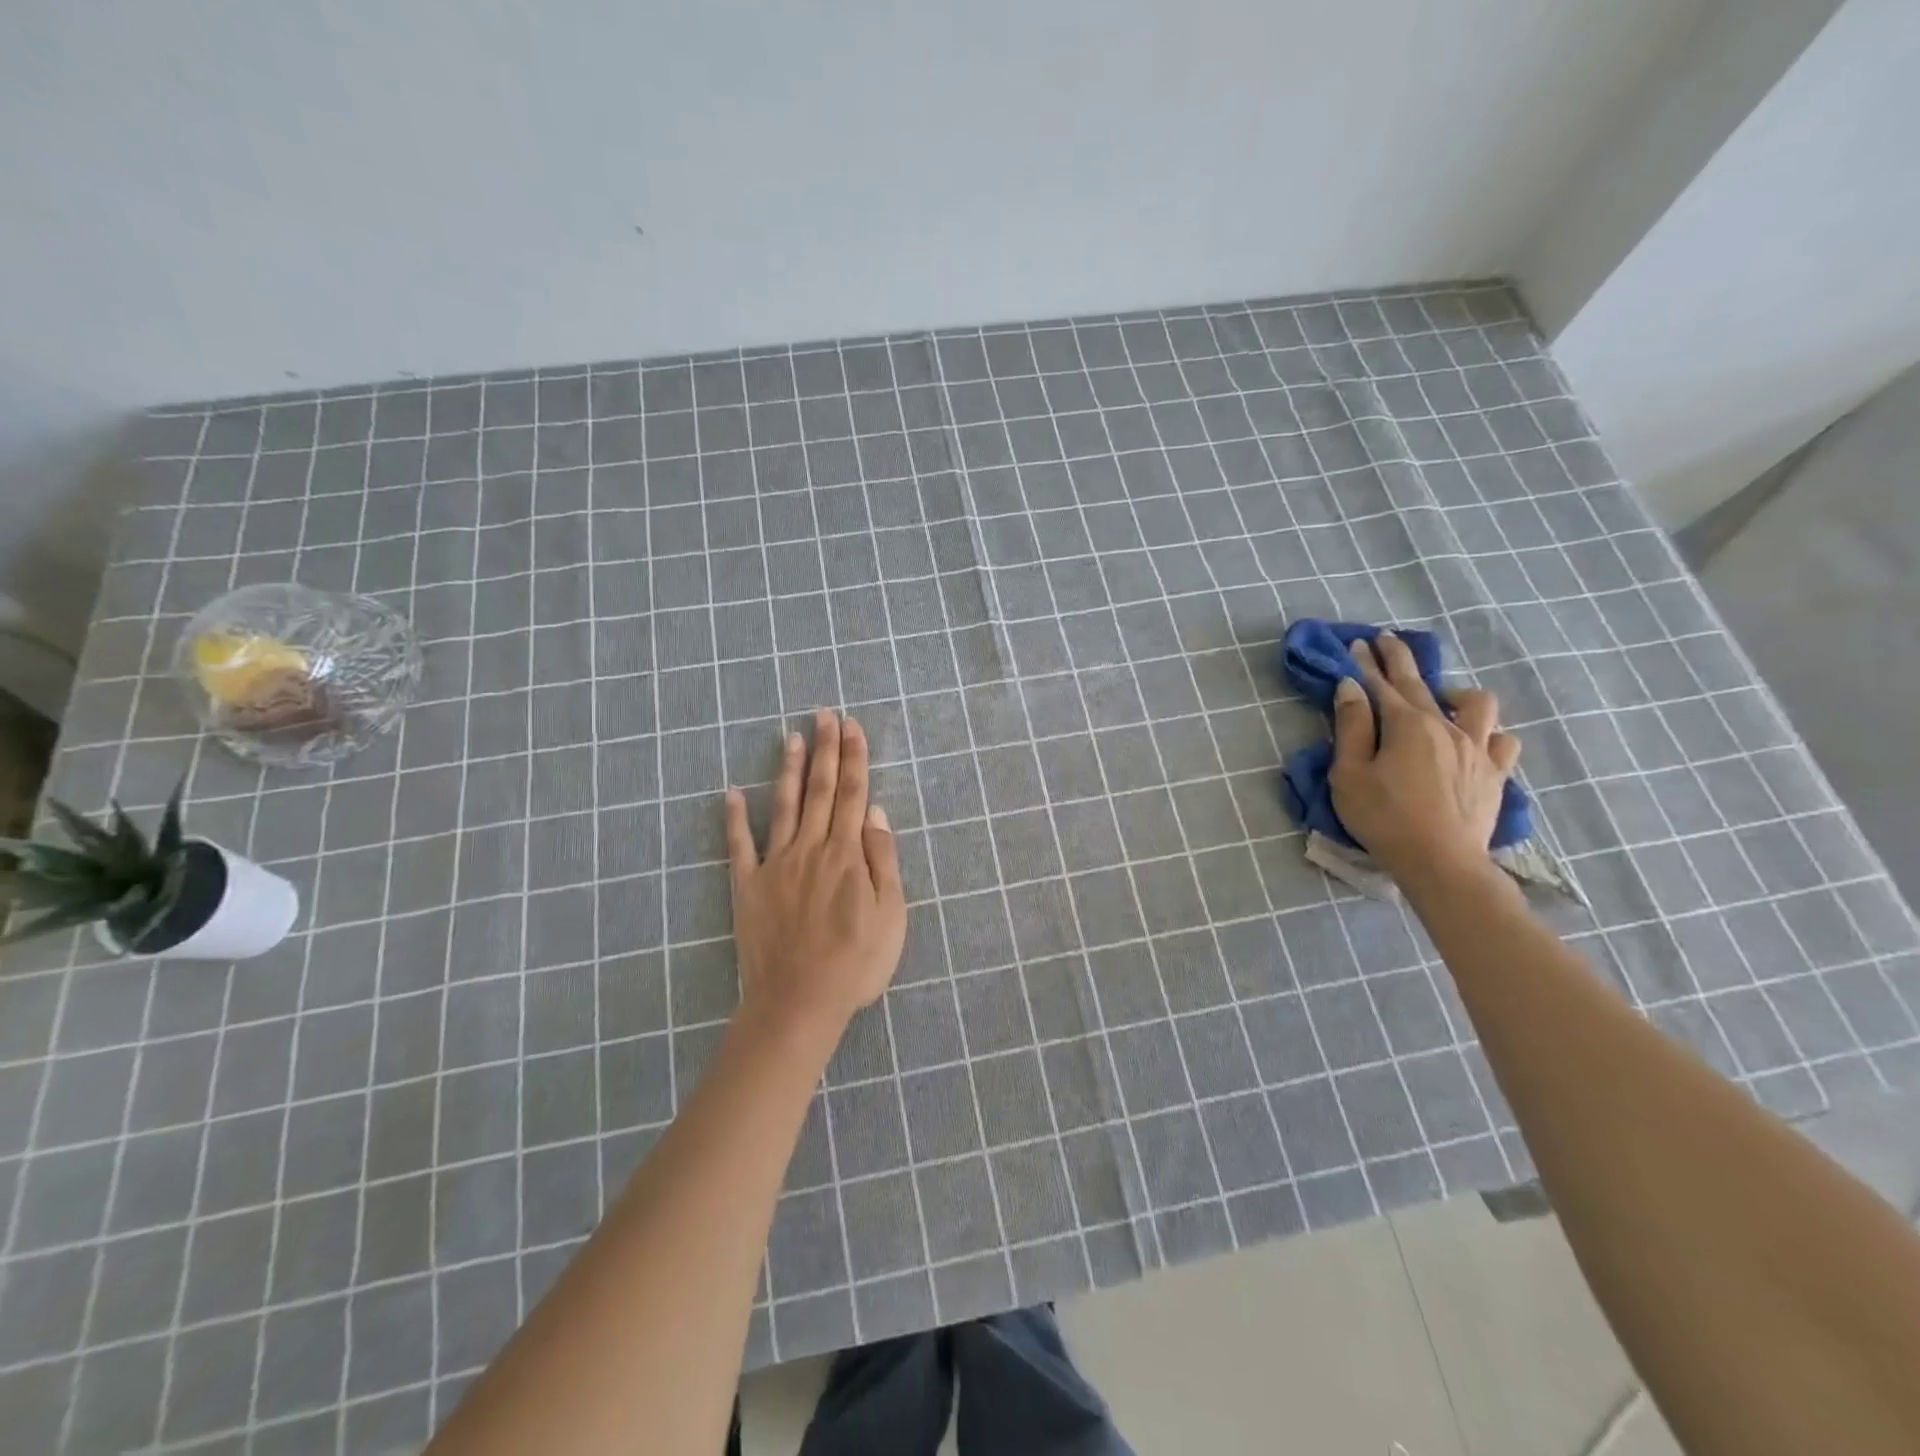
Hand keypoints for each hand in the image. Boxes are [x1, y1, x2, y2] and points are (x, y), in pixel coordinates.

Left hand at [724, 710, 907, 1042]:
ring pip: (784, 806)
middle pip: (820, 791)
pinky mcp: (748, 886)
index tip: (852, 727)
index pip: (853, 795)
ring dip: (789, 770)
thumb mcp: (890, 914)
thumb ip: (882, 860)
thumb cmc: (855, 962)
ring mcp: (775, 865)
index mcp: (846, 854)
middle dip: (825, 750)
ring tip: (791, 737)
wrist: (799, 1002)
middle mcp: (810, 849)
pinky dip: (735, 819)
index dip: (854, 759)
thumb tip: (874, 813)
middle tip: (824, 715)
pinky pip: (739, 846)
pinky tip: (732, 793)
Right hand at [1329, 634, 1521, 880]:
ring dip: (1456, 694)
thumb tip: (1350, 687)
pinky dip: (1489, 733)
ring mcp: (1477, 749)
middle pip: (1420, 684)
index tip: (1357, 643)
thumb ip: (1351, 727)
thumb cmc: (1384, 818)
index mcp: (1407, 725)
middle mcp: (1446, 726)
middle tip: (1387, 641)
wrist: (1441, 863)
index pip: (1380, 685)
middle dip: (1400, 659)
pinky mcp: (1495, 774)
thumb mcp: (1350, 774)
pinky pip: (1503, 741)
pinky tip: (1477, 739)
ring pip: (1477, 704)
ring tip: (1442, 699)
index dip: (1366, 663)